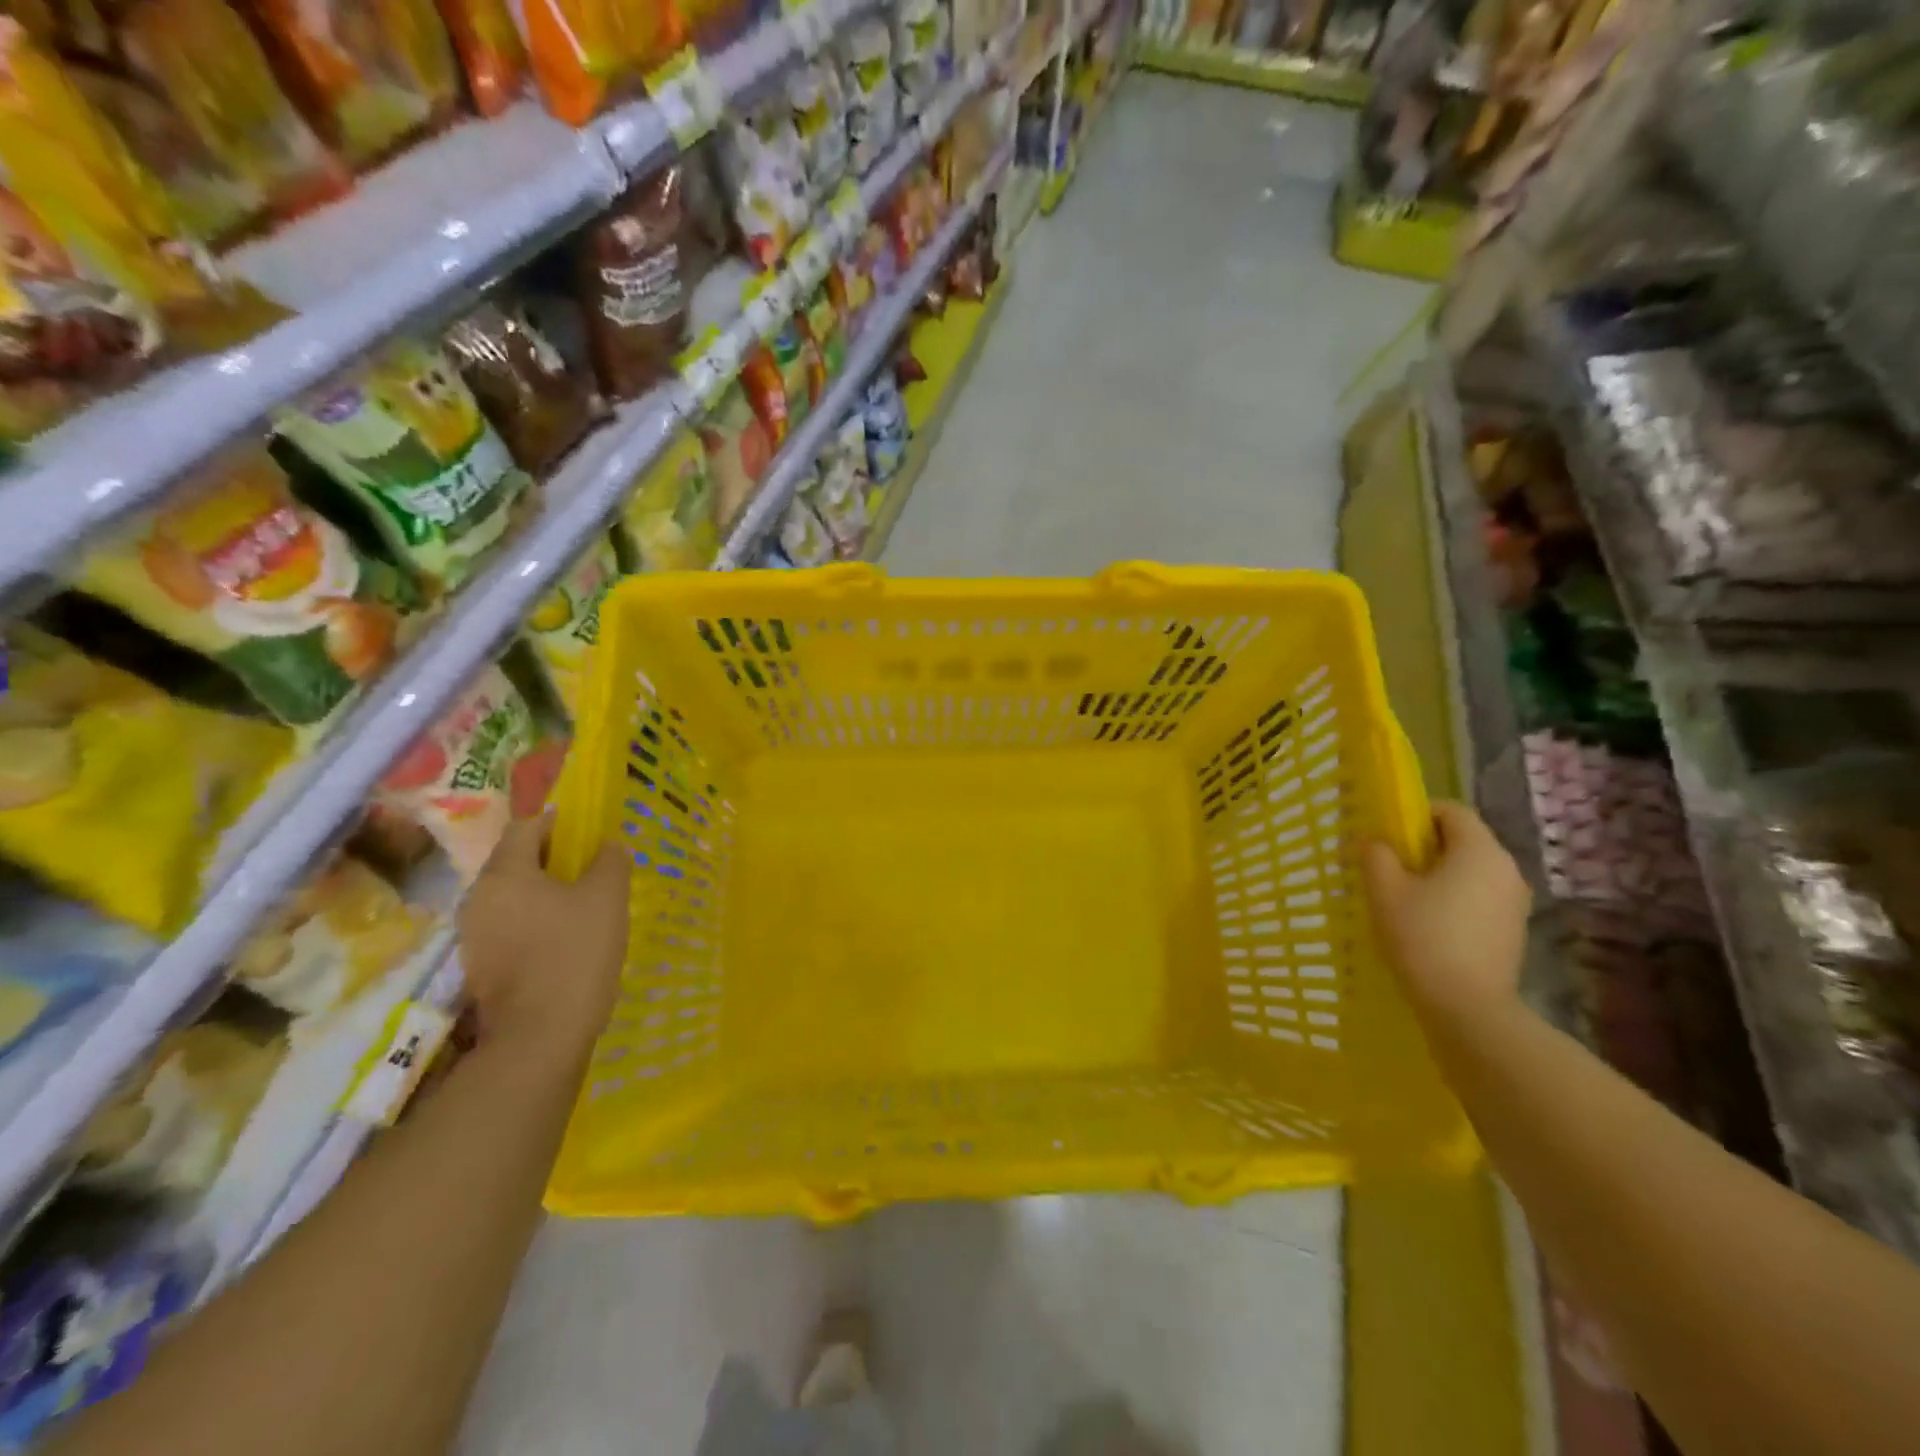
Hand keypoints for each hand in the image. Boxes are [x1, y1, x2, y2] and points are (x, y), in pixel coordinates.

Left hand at [458, 813, 629, 1070]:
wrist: (540, 1038)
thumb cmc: (574, 954)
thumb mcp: (607, 898)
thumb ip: (610, 861)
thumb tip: (610, 844)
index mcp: (504, 874)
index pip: (525, 828)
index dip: (557, 822)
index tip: (586, 829)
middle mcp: (478, 899)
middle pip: (514, 862)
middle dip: (551, 858)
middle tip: (590, 866)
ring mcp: (474, 936)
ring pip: (512, 896)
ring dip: (543, 892)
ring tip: (582, 902)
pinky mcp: (480, 967)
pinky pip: (509, 926)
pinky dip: (534, 921)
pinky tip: (564, 937)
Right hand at [1363, 802, 1529, 1024]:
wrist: (1468, 1007)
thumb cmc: (1423, 937)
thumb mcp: (1384, 890)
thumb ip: (1376, 855)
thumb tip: (1373, 841)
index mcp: (1479, 850)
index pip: (1451, 811)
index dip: (1417, 814)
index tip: (1388, 834)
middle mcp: (1506, 868)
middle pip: (1463, 840)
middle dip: (1425, 846)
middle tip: (1389, 866)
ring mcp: (1515, 901)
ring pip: (1471, 870)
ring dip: (1439, 874)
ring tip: (1405, 897)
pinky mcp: (1513, 929)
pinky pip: (1479, 896)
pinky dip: (1454, 898)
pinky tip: (1428, 923)